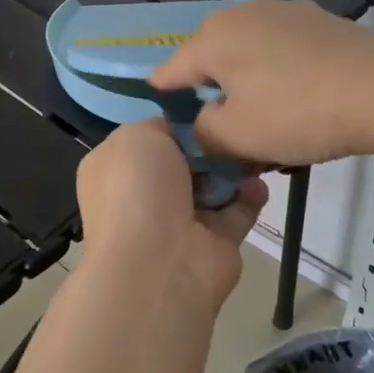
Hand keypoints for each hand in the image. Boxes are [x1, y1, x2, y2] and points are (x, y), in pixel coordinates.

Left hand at [75, 122, 266, 311]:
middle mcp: (145, 194)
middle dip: (211, 143)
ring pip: (215, 183)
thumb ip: (160, 126)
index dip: (177, 124)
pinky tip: (256, 181)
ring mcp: (181, 220)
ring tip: (250, 149)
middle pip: (187, 159)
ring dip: (235, 166)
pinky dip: (250, 194)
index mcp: (117, 169)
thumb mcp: (136, 136)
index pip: (150, 138)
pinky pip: (238, 209)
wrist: (160, 264)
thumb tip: (182, 134)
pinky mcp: (215, 241)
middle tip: (234, 125)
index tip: (205, 108)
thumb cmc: (137, 190)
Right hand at [150, 0, 373, 167]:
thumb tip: (207, 123)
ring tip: (270, 123)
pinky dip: (283, 75)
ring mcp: (287, 12)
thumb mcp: (237, 137)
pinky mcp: (321, 21)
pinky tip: (303, 102)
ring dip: (252, 85)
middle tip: (229, 136)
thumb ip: (204, 133)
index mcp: (215, 36)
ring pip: (252, 55)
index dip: (165, 100)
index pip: (171, 71)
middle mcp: (245, 12)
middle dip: (216, 95)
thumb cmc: (298, 112)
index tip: (166, 124)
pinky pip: (285, 51)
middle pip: (214, 61)